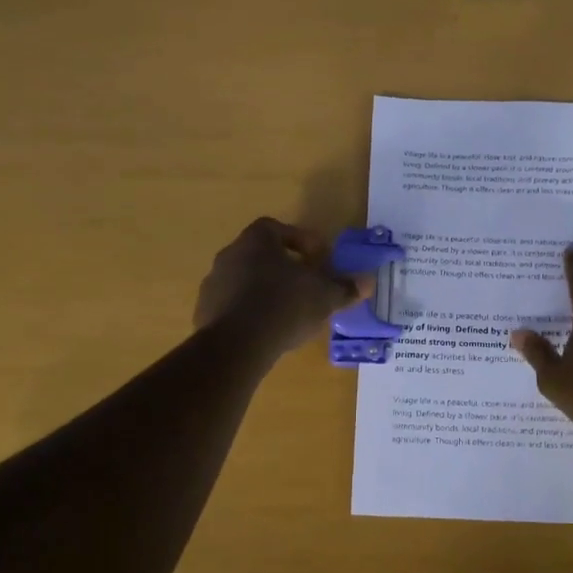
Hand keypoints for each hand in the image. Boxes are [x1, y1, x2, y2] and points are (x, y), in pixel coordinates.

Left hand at [195, 218, 360, 358]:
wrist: (237, 344)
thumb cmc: (285, 305)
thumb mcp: (324, 295)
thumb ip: (345, 287)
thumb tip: (368, 282)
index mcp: (256, 240)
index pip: (276, 228)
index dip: (299, 240)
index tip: (316, 258)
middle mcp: (230, 255)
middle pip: (259, 254)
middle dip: (282, 267)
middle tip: (304, 284)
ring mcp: (213, 284)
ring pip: (244, 280)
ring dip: (264, 290)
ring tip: (286, 311)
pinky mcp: (204, 313)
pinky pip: (231, 306)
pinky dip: (249, 313)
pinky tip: (265, 330)